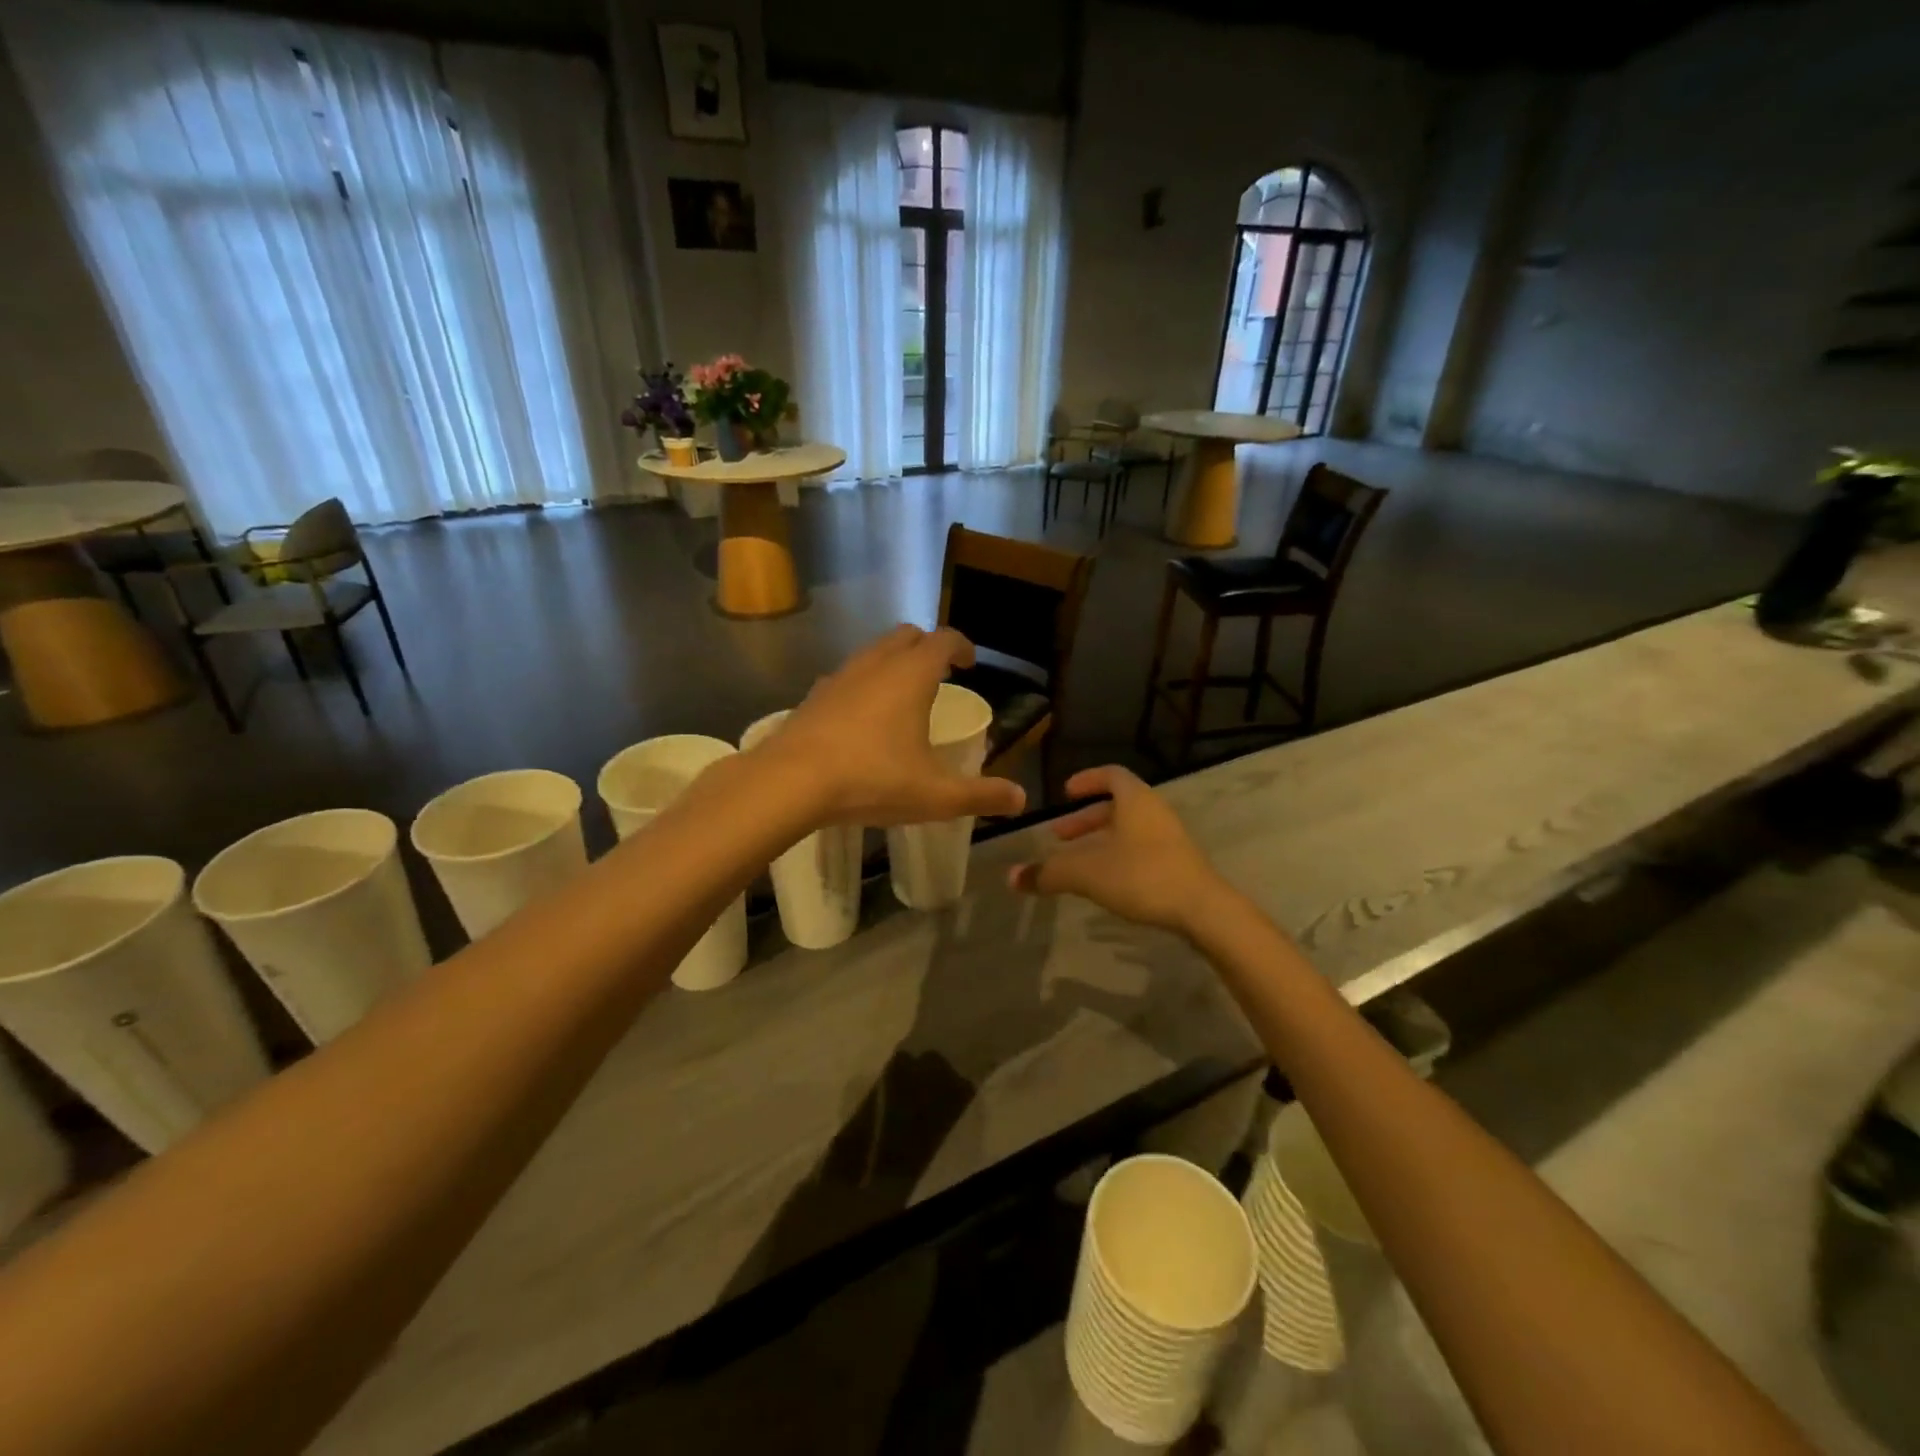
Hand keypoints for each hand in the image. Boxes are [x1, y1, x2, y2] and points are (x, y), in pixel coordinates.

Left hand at [766, 625, 1027, 827]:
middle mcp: (876, 664)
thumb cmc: (872, 779)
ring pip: (873, 652)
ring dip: (893, 662)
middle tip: (939, 673)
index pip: (944, 640)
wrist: (790, 782)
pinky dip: (863, 683)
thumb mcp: (935, 795)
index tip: (970, 663)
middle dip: (927, 647)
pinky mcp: (814, 695)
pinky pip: (846, 676)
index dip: (962, 646)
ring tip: (902, 695)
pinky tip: (862, 717)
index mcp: (912, 675)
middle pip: (906, 635)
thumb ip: (980, 795)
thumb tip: (1020, 800)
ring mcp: (840, 676)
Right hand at [1007, 765, 1224, 933]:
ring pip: (1128, 830)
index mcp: (1135, 800)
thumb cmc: (1142, 876)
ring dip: (1100, 841)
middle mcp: (1155, 812)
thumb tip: (1010, 877)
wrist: (1203, 909)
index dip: (1087, 781)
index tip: (1066, 792)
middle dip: (1085, 820)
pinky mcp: (1179, 863)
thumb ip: (1048, 873)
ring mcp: (1170, 838)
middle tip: (1059, 837)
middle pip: (1117, 806)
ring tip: (1078, 864)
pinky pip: (1141, 849)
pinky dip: (1118, 856)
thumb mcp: (1087, 873)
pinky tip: (1106, 882)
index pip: (1111, 775)